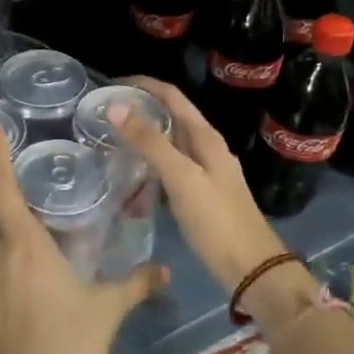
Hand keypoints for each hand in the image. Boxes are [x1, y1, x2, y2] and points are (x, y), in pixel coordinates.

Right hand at [111, 78, 290, 291]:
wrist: (251, 268)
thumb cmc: (216, 221)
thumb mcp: (181, 178)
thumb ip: (149, 142)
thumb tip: (116, 105)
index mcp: (206, 137)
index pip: (171, 95)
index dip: (142, 85)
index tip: (108, 86)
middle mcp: (207, 147)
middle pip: (171, 115)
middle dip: (140, 107)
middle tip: (102, 112)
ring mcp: (206, 170)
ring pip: (170, 140)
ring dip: (144, 133)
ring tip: (110, 136)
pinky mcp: (201, 192)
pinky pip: (171, 164)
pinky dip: (150, 159)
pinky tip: (132, 170)